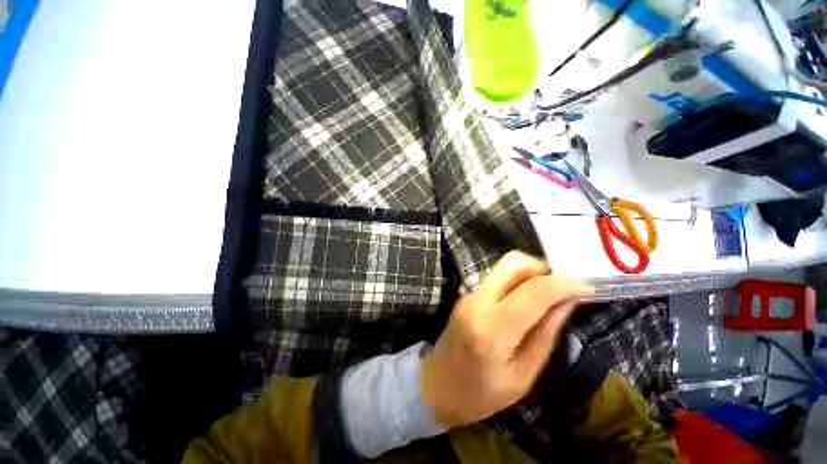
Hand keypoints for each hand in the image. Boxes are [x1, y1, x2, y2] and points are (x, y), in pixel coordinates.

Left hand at [420, 251, 593, 427]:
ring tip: (546, 296)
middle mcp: (479, 301)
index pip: (534, 291)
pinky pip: (495, 278)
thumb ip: (545, 335)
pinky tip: (524, 301)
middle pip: (512, 263)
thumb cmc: (480, 394)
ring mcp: (469, 294)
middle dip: (542, 268)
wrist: (436, 386)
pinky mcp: (466, 294)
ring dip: (529, 274)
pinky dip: (515, 281)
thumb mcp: (522, 376)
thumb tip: (566, 302)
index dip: (564, 284)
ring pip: (503, 267)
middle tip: (561, 288)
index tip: (587, 286)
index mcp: (494, 328)